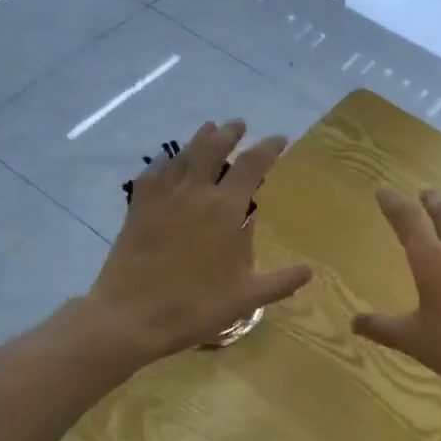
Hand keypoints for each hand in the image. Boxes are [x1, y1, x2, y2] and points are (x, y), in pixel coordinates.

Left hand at [86, 119, 313, 361]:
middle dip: (229, 133)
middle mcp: (195, 193)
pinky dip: (165, 162)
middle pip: (213, 148)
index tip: (279, 139)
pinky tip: (167, 162)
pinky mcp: (138, 208)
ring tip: (208, 130)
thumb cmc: (195, 306)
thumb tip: (309, 271)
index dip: (268, 148)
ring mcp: (163, 197)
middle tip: (239, 125)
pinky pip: (153, 173)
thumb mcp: (246, 298)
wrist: (131, 316)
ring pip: (183, 155)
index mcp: (225, 209)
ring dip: (199, 139)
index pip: (252, 165)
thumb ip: (280, 282)